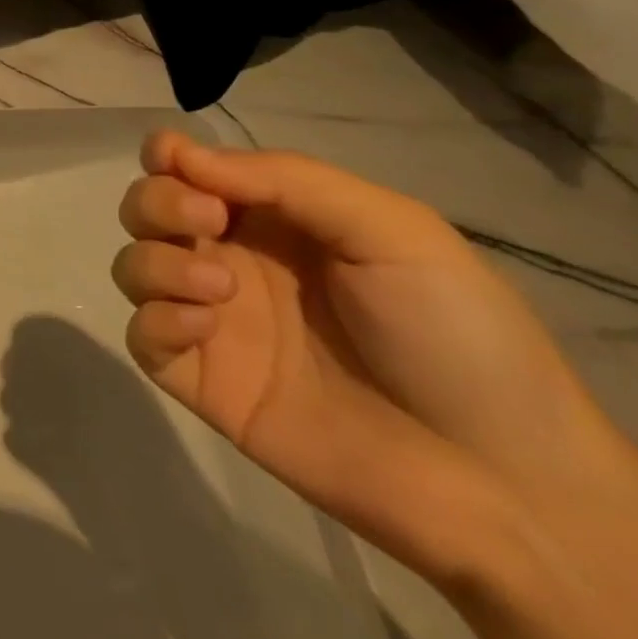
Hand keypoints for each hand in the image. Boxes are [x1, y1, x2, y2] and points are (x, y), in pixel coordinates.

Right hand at [113, 130, 617, 587]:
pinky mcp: (204, 381)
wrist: (503, 484)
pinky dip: (156, 318)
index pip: (190, 168)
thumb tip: (180, 154)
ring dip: (156, 260)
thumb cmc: (455, 334)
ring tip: (217, 287)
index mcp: (276, 219)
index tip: (173, 163)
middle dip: (157, 203)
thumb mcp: (391, 229)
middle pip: (147, 208)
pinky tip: (204, 327)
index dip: (167, 155)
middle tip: (207, 222)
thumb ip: (285, 178)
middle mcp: (234, 259)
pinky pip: (141, 335)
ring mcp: (215, 323)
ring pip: (133, 265)